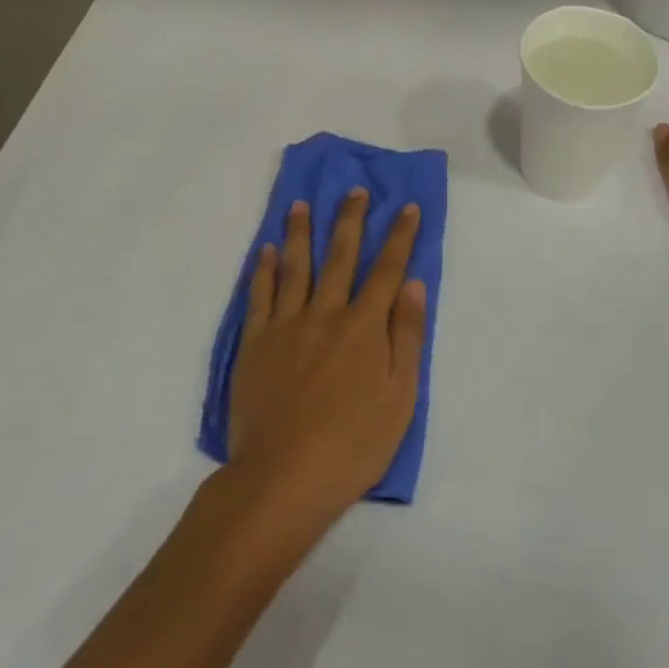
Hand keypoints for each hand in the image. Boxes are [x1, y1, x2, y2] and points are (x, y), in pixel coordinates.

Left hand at [228, 190, 426, 520]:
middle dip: (351, 220)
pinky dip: (264, 270)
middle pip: (341, 256)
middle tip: (355, 190)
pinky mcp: (255, 343)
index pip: (387, 269)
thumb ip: (407, 336)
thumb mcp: (401, 396)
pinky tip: (267, 250)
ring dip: (302, 232)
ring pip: (296, 267)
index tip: (408, 207)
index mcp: (364, 326)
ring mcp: (287, 325)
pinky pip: (260, 296)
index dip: (400, 236)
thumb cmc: (353, 443)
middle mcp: (326, 313)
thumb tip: (413, 285)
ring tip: (302, 204)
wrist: (284, 476)